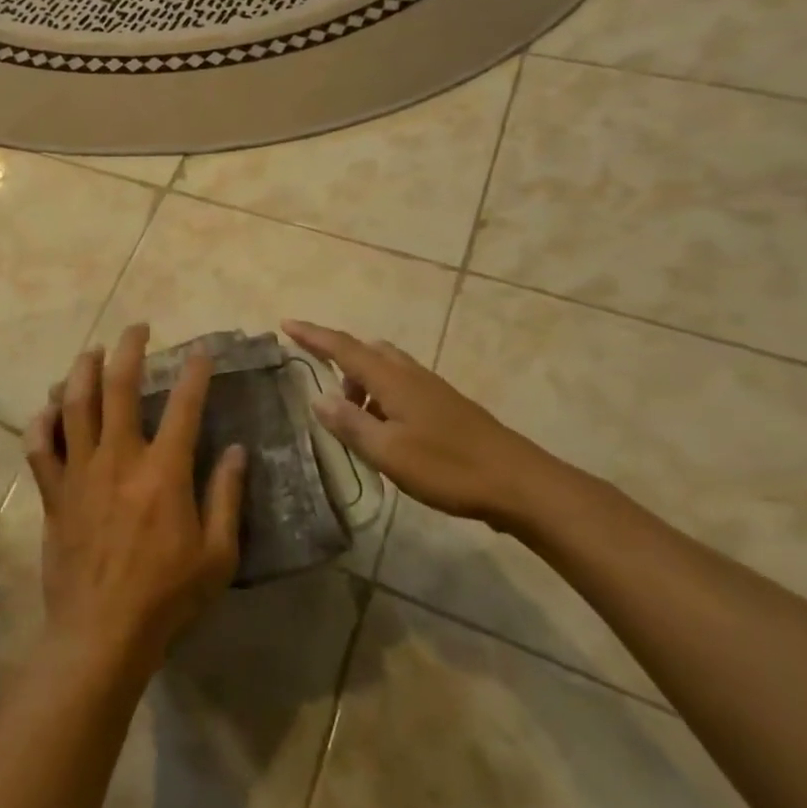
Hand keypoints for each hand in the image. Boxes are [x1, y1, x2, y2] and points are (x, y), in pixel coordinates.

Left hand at [24, 325, 246, 678]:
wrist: (102, 632)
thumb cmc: (167, 597)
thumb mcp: (217, 555)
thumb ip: (227, 497)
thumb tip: (237, 450)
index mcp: (164, 471)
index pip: (184, 406)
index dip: (195, 373)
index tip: (200, 352)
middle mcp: (119, 458)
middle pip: (120, 386)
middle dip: (130, 349)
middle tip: (137, 329)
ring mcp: (80, 471)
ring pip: (75, 404)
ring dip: (83, 370)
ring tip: (92, 351)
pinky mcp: (53, 491)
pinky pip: (40, 446)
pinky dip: (41, 421)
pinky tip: (47, 407)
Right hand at [282, 320, 550, 527]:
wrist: (520, 483)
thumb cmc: (448, 467)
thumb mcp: (388, 452)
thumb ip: (350, 424)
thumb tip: (318, 398)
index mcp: (392, 379)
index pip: (343, 347)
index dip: (313, 335)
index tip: (286, 324)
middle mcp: (410, 375)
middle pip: (366, 352)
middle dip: (339, 360)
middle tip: (324, 389)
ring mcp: (432, 389)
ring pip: (386, 369)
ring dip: (362, 383)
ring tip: (353, 419)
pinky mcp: (446, 407)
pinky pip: (401, 387)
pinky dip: (382, 396)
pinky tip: (385, 430)